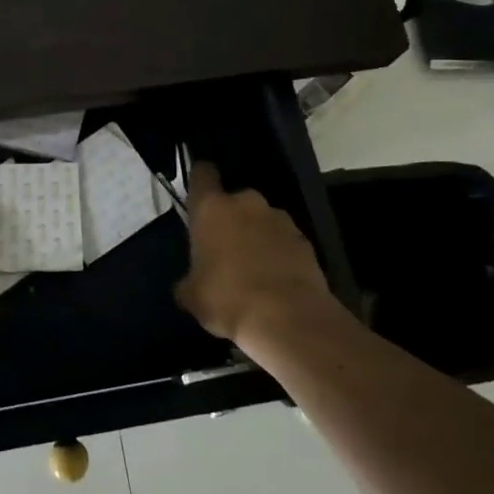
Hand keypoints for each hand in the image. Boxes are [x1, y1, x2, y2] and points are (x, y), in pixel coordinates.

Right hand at [174, 161, 344, 343]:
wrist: (289, 320)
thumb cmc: (228, 300)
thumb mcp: (192, 296)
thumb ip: (188, 281)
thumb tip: (188, 285)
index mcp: (212, 208)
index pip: (202, 174)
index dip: (199, 180)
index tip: (197, 195)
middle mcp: (246, 203)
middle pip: (233, 201)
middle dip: (229, 219)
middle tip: (224, 249)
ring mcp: (280, 220)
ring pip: (261, 221)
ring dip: (256, 236)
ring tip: (253, 269)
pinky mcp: (306, 241)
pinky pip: (284, 241)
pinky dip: (278, 254)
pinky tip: (275, 281)